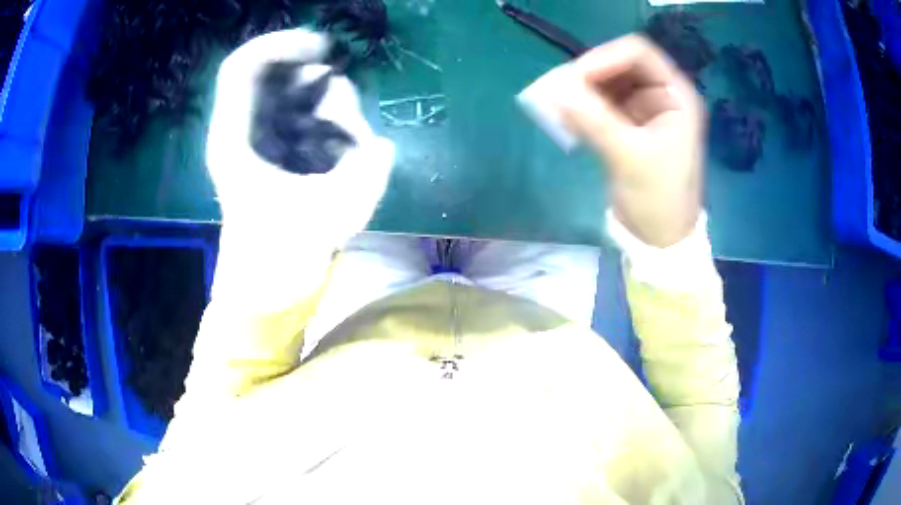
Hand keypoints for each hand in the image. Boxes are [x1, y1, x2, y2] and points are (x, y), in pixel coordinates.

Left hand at [205, 29, 394, 309]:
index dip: (283, 44)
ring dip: (336, 114)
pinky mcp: (280, 154)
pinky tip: (347, 159)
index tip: (323, 51)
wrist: (266, 292)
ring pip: (302, 97)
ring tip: (351, 154)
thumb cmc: (283, 259)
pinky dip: (336, 129)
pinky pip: (312, 119)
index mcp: (235, 139)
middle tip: (346, 124)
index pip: (244, 65)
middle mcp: (246, 132)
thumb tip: (378, 145)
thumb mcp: (329, 215)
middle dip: (323, 90)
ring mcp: (264, 141)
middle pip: (283, 76)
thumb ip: (363, 173)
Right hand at [561, 35, 704, 247]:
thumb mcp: (629, 158)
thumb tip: (553, 90)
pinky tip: (566, 117)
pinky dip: (583, 106)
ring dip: (582, 90)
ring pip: (607, 83)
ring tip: (558, 106)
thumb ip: (594, 120)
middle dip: (589, 75)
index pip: (639, 53)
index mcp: (676, 96)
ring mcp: (645, 110)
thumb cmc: (658, 199)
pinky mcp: (629, 125)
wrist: (660, 239)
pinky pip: (601, 103)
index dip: (605, 57)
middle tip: (560, 92)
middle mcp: (662, 95)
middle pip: (620, 64)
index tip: (574, 78)